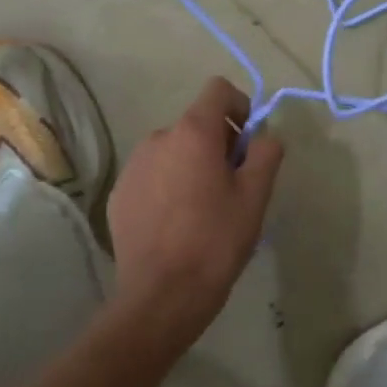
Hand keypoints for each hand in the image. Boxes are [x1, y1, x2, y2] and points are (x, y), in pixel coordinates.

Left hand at [105, 77, 283, 349]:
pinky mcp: (119, 194)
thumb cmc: (216, 240)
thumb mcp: (255, 196)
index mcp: (193, 133)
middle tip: (233, 185)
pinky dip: (169, 185)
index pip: (218, 89)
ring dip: (192, 164)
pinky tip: (177, 224)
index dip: (240, 107)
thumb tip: (263, 136)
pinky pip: (153, 175)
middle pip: (197, 123)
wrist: (161, 296)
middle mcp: (158, 138)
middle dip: (219, 143)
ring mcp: (134, 166)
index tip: (248, 143)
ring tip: (204, 208)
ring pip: (173, 150)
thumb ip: (266, 152)